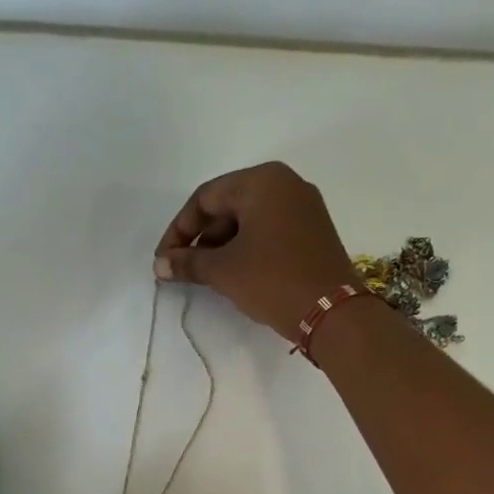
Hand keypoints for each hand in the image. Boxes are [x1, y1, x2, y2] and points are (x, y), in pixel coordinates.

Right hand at [153, 161, 354, 339]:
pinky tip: (234, 274)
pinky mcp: (313, 231)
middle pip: (228, 206)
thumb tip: (160, 264)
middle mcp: (285, 184)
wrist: (333, 313)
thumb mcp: (224, 271)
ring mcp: (304, 207)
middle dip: (201, 239)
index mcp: (262, 181)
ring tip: (206, 276)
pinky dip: (247, 248)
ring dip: (222, 246)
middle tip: (183, 269)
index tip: (164, 259)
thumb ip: (188, 262)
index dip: (179, 230)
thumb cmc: (273, 280)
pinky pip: (269, 231)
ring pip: (249, 220)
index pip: (205, 198)